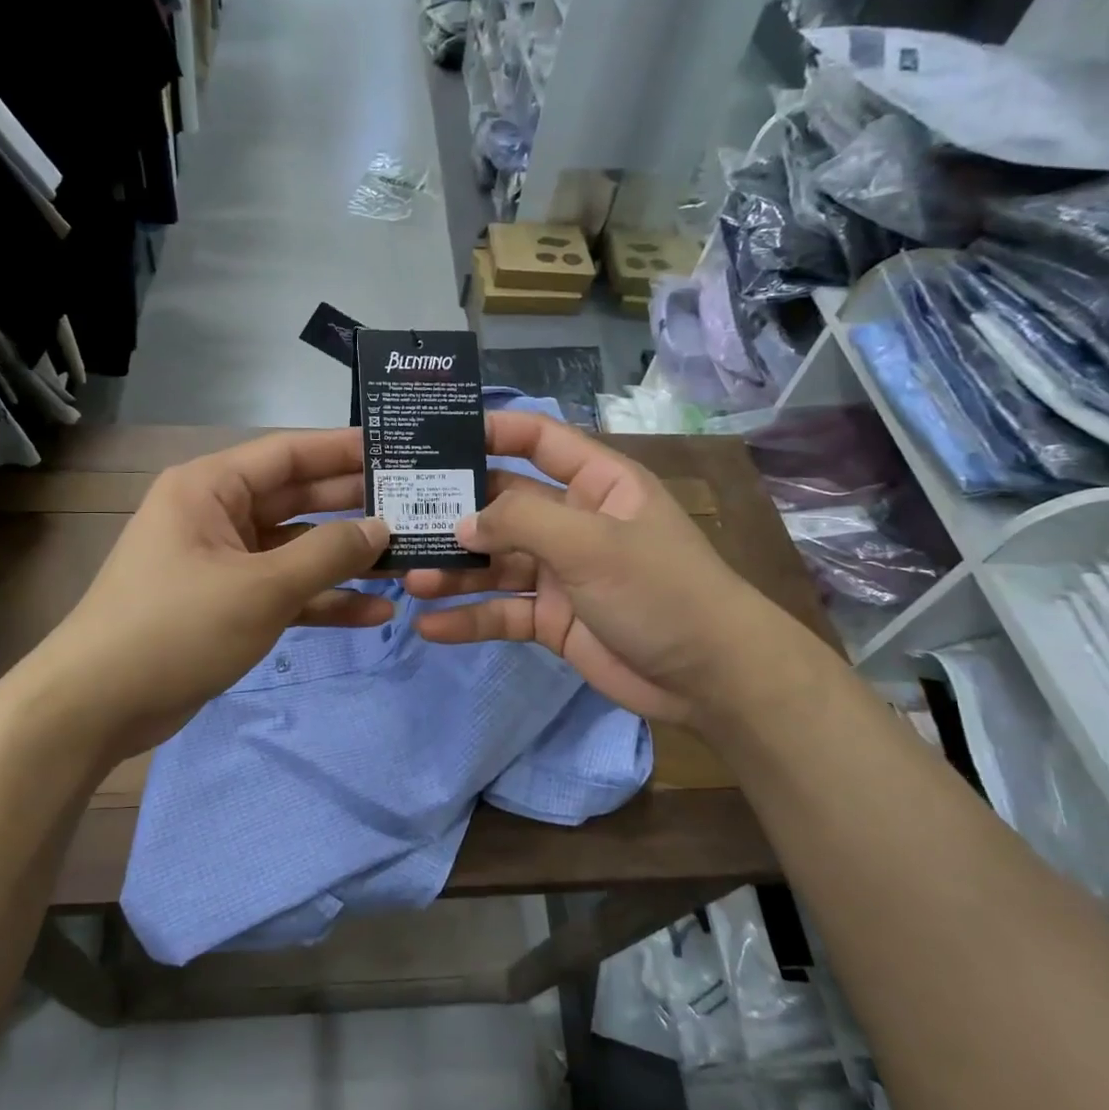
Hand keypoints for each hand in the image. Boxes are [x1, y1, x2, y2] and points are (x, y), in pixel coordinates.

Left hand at [33, 430, 390, 757]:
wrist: (98, 706)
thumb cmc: (176, 627)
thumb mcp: (260, 587)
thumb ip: (326, 554)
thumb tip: (382, 528)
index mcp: (211, 488)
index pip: (289, 454)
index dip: (344, 450)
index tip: (398, 449)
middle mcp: (217, 515)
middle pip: (298, 500)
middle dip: (354, 508)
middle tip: (418, 507)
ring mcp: (223, 563)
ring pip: (296, 551)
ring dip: (345, 560)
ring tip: (408, 562)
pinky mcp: (228, 605)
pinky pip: (284, 592)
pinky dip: (321, 601)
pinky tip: (373, 612)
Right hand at [405, 412, 785, 724]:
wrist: (710, 678)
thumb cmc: (659, 589)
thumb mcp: (591, 542)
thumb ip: (522, 521)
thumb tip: (462, 522)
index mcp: (596, 483)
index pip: (537, 440)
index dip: (491, 431)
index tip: (434, 436)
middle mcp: (573, 521)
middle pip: (502, 505)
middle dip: (454, 512)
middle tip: (398, 517)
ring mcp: (560, 572)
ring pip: (495, 563)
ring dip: (453, 570)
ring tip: (408, 578)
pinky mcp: (551, 619)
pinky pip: (502, 612)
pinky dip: (469, 618)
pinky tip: (430, 626)